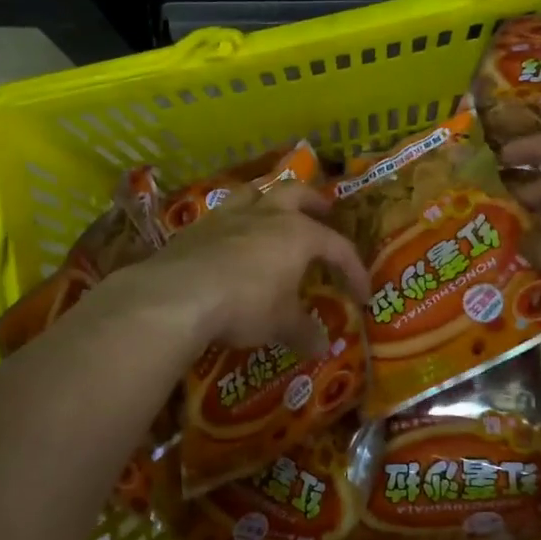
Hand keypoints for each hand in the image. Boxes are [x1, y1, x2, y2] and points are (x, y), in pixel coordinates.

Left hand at [106, 182, 369, 361]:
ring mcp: (228, 217)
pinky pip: (222, 214)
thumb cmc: (245, 304)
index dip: (354, 270)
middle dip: (313, 201)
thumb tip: (322, 347)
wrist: (179, 295)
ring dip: (269, 199)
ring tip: (273, 213)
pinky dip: (234, 222)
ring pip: (255, 192)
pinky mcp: (196, 228)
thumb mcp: (281, 325)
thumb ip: (303, 332)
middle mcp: (266, 216)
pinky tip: (230, 240)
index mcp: (297, 234)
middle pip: (296, 192)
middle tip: (323, 211)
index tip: (361, 294)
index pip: (337, 246)